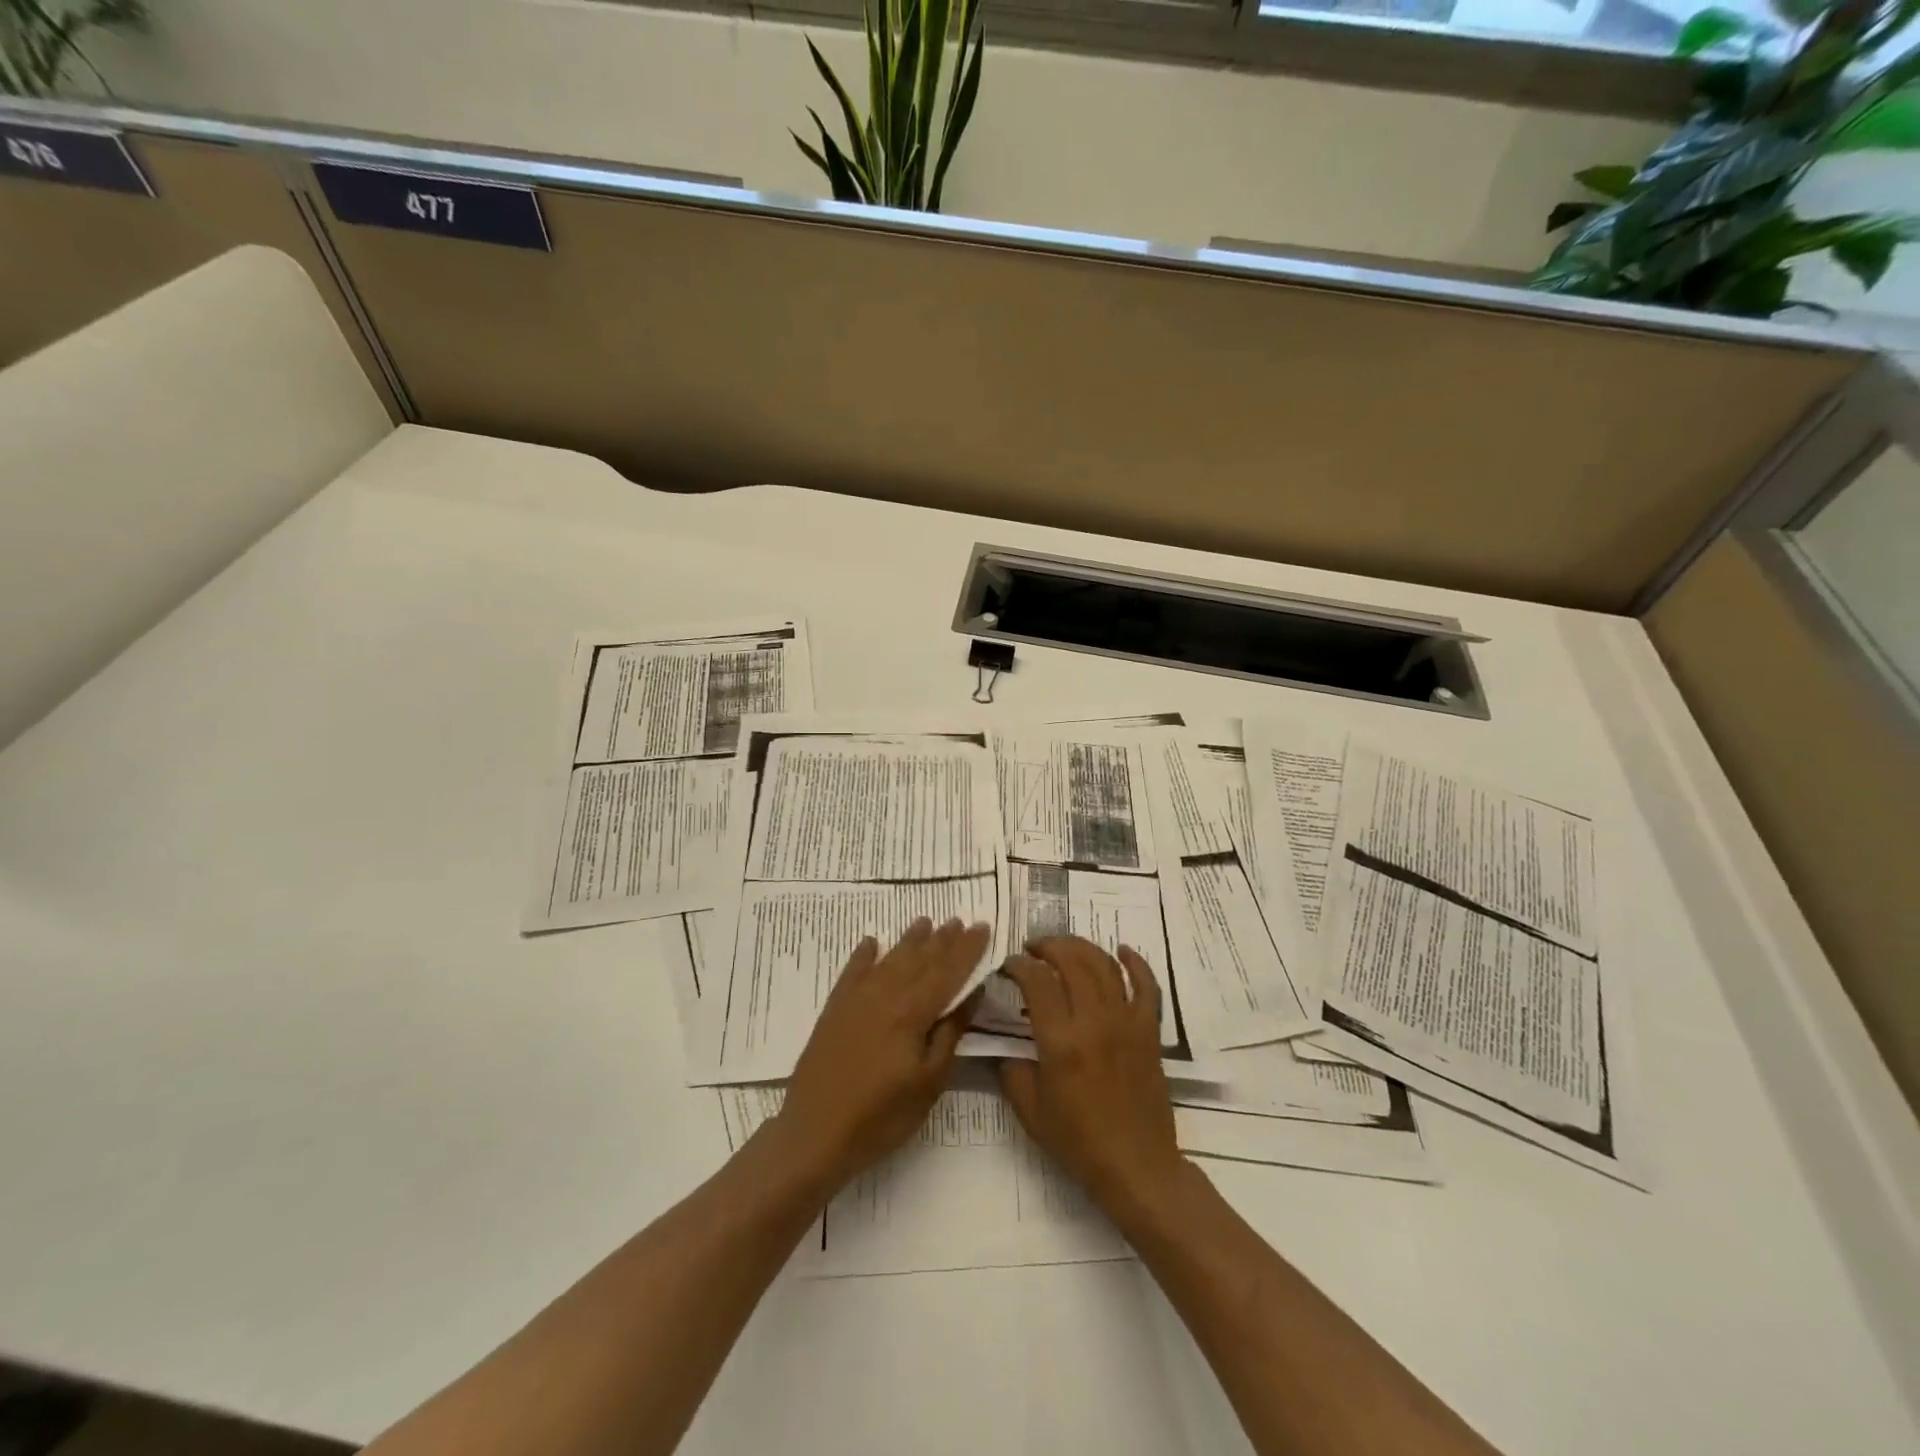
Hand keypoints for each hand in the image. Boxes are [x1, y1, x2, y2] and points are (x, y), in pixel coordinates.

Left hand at [770, 917, 988, 1193]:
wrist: (815, 1132)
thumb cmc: (881, 1116)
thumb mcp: (928, 1083)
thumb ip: (950, 1034)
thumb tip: (971, 993)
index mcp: (913, 1012)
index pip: (948, 971)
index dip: (967, 949)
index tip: (982, 927)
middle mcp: (885, 994)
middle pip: (920, 960)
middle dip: (942, 939)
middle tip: (959, 920)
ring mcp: (857, 999)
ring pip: (890, 959)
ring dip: (909, 940)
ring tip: (925, 922)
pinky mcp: (835, 1009)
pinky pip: (853, 971)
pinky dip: (864, 955)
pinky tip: (871, 942)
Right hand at [998, 937, 1186, 1212]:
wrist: (1136, 1166)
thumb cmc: (1078, 1142)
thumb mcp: (1030, 1112)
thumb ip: (1012, 1072)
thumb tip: (1007, 1049)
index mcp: (1061, 1042)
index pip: (1037, 982)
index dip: (1019, 965)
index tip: (1009, 966)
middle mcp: (1094, 1022)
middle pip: (1071, 961)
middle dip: (1048, 946)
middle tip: (1033, 949)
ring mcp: (1126, 1022)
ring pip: (1105, 965)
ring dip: (1082, 947)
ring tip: (1064, 946)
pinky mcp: (1149, 1031)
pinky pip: (1146, 986)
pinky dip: (1135, 962)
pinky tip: (1121, 950)